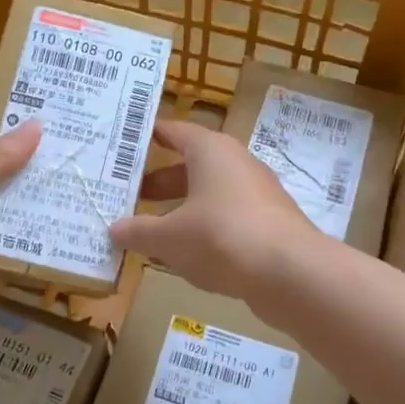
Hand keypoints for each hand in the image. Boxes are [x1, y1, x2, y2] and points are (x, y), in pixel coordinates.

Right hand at [109, 119, 320, 302]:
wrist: (290, 272)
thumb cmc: (221, 237)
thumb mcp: (168, 237)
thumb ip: (139, 231)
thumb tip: (114, 229)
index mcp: (210, 150)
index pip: (174, 131)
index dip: (149, 136)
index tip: (125, 144)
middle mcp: (236, 162)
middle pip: (191, 165)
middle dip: (160, 181)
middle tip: (130, 195)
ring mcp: (257, 192)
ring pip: (210, 193)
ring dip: (182, 208)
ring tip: (153, 230)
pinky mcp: (270, 222)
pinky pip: (228, 217)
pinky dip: (206, 228)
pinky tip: (188, 254)